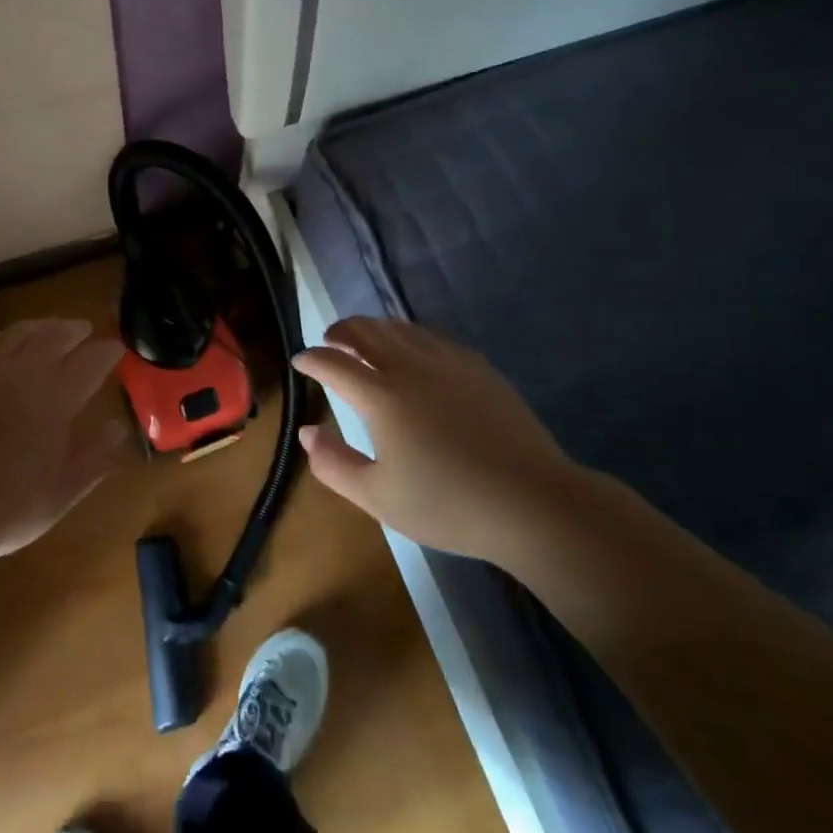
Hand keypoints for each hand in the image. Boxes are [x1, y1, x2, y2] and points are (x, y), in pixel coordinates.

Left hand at [0, 319, 128, 559]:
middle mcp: (27, 368)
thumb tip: (118, 427)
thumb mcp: (62, 491)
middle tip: (85, 331)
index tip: (117, 350)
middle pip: (58, 333)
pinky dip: (4, 337)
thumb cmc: (6, 501)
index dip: (109, 351)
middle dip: (76, 330)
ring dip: (42, 327)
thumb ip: (96, 456)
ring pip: (22, 330)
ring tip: (50, 330)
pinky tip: (4, 344)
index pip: (93, 358)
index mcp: (58, 394)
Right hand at [292, 317, 588, 565]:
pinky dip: (408, 336)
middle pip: (365, 331)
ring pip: (399, 328)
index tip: (300, 361)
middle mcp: (409, 367)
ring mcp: (447, 362)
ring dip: (373, 329)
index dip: (311, 359)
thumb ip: (334, 464)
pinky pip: (431, 337)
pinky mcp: (477, 367)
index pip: (333, 363)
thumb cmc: (449, 504)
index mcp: (380, 396)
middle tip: (329, 342)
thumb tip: (307, 432)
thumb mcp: (379, 497)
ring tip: (364, 342)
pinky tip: (413, 352)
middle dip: (340, 332)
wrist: (532, 502)